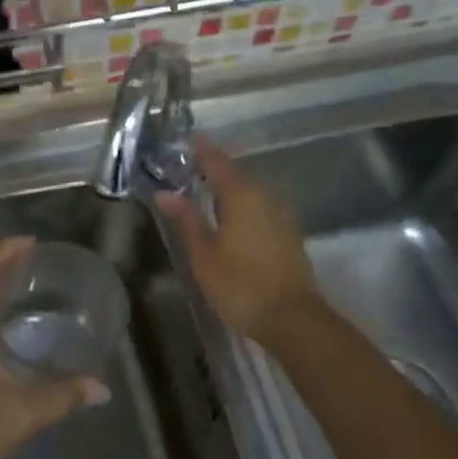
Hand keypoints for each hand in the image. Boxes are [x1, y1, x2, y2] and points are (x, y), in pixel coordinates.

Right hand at [158, 140, 323, 345]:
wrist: (293, 319)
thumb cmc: (241, 286)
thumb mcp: (204, 256)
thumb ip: (186, 221)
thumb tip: (165, 193)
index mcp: (241, 196)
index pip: (218, 162)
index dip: (202, 150)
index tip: (187, 139)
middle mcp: (265, 197)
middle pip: (236, 174)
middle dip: (213, 168)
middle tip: (188, 167)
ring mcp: (281, 215)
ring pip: (250, 191)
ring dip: (229, 187)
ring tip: (204, 190)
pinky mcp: (288, 233)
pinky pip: (260, 206)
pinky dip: (242, 204)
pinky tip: (229, 216)